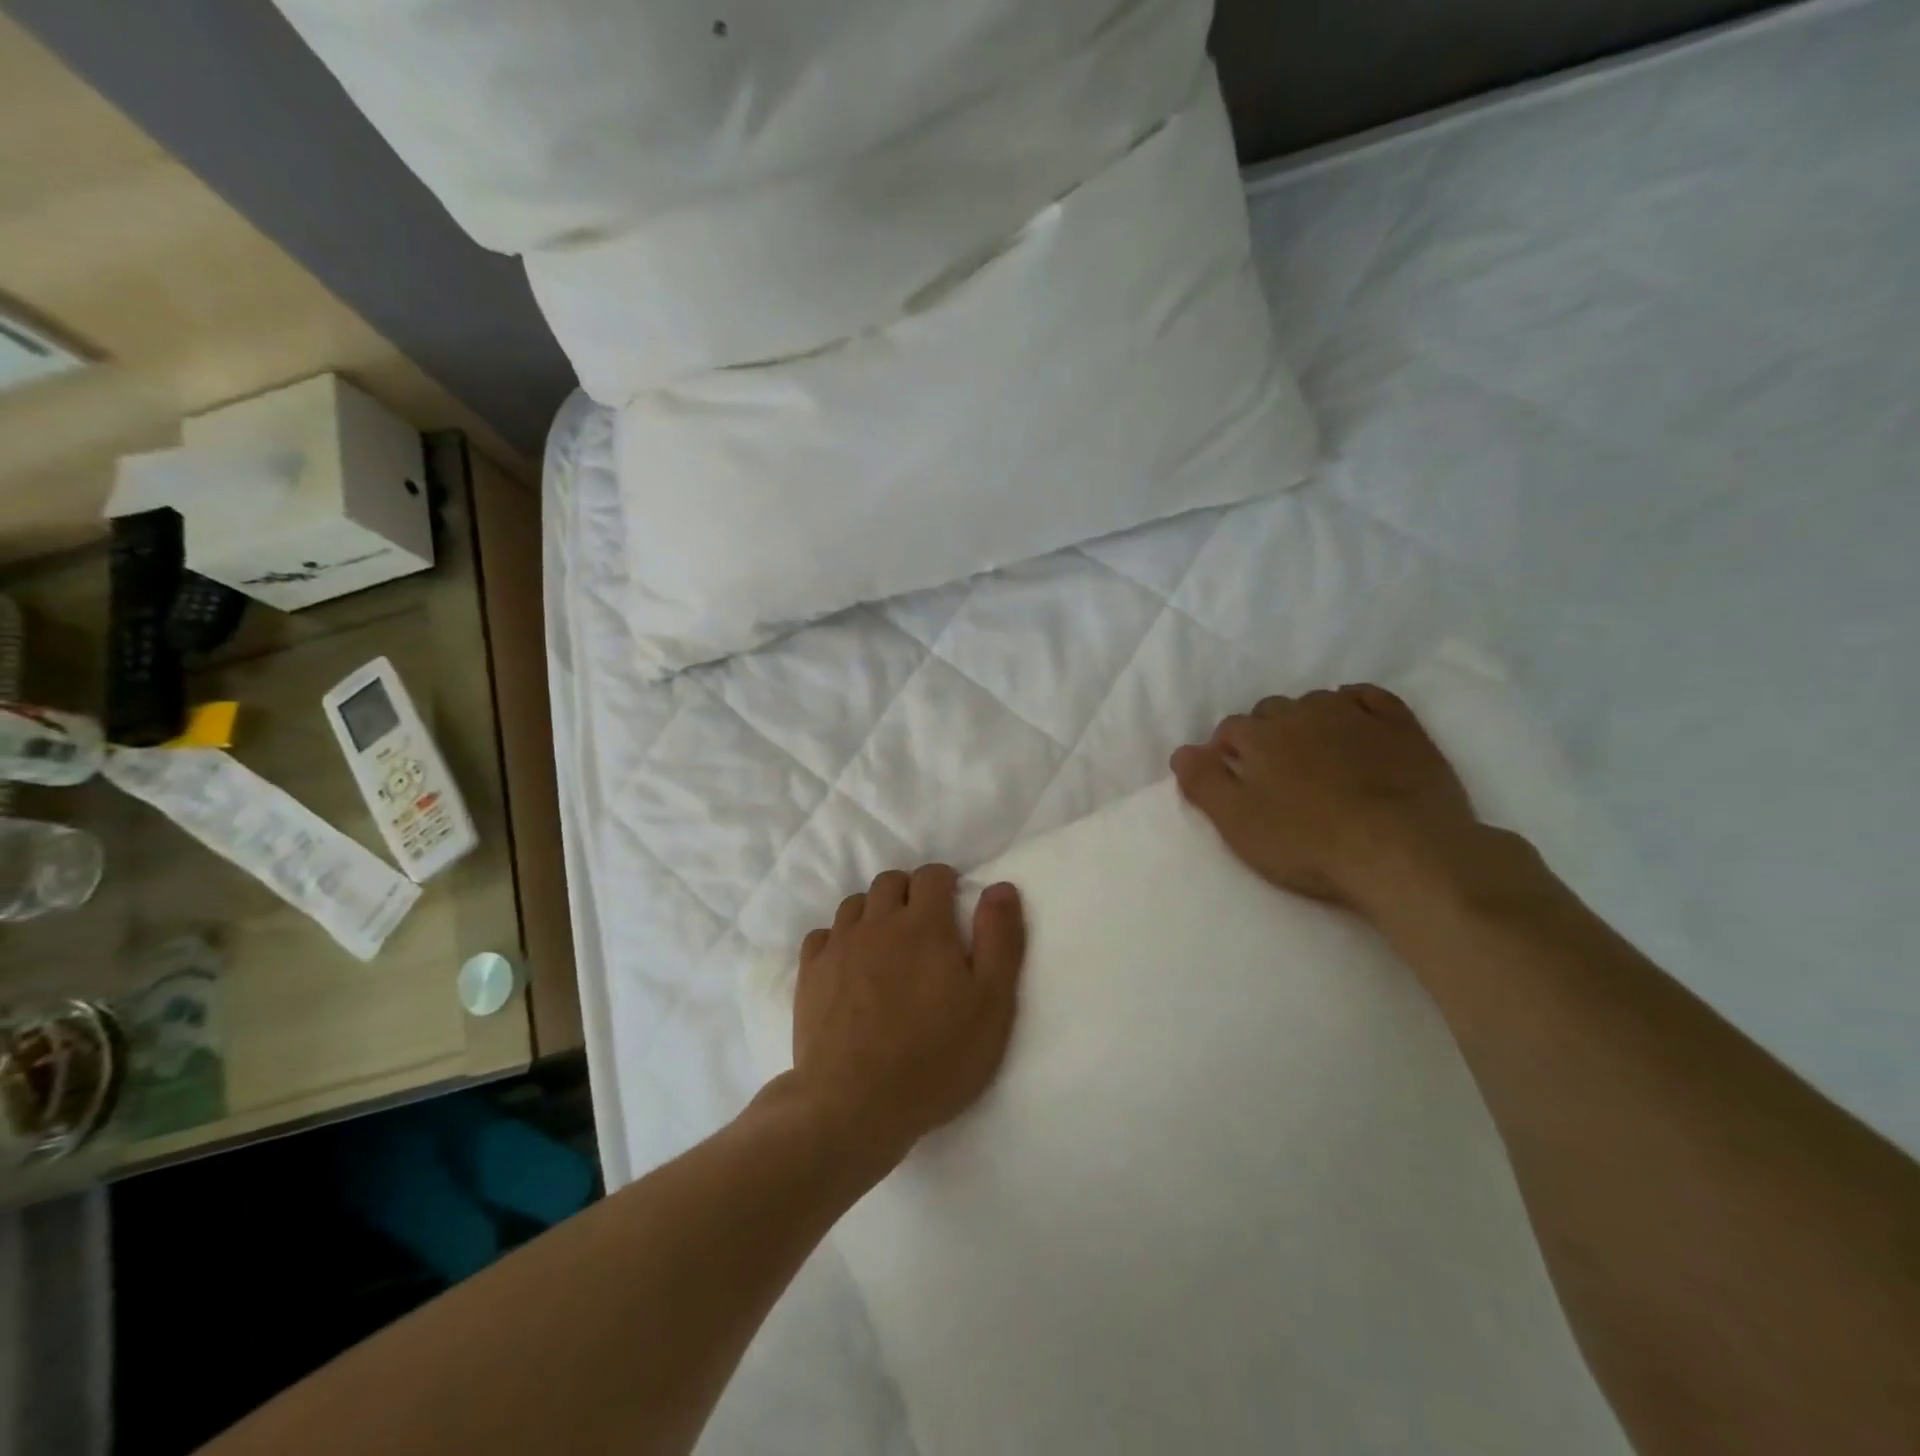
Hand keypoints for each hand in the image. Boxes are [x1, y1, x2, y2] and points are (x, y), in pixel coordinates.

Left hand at [788, 865, 1025, 1173]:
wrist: (855, 1105)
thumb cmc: (936, 1057)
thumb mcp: (991, 1003)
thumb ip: (999, 939)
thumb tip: (1001, 887)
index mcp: (924, 924)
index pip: (931, 875)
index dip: (945, 881)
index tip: (953, 901)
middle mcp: (878, 923)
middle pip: (890, 881)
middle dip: (909, 891)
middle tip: (923, 923)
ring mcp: (839, 946)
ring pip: (855, 904)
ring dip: (874, 911)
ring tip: (886, 943)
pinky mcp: (810, 974)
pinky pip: (822, 935)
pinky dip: (838, 938)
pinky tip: (847, 963)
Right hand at [1171, 684, 1483, 914]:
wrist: (1403, 852)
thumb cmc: (1308, 842)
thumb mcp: (1238, 823)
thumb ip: (1203, 783)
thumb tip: (1181, 751)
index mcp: (1260, 736)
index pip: (1229, 729)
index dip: (1225, 753)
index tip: (1233, 781)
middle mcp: (1302, 713)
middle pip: (1271, 712)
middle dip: (1264, 735)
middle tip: (1273, 775)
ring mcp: (1354, 715)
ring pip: (1316, 702)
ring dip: (1306, 721)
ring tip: (1313, 756)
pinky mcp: (1400, 726)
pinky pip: (1369, 698)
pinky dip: (1354, 703)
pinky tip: (1353, 720)